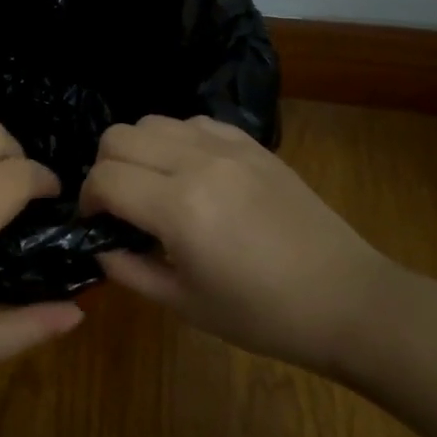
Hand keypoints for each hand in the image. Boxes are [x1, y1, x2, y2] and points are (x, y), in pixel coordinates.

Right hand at [80, 115, 393, 370]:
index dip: (87, 201)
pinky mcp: (252, 143)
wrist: (348, 300)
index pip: (104, 179)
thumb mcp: (184, 305)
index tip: (96, 224)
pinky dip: (175, 141)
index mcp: (180, 208)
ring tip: (153, 187)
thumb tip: (99, 244)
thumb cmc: (264, 316)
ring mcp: (228, 147)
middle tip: (119, 205)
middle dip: (104, 169)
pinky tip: (191, 174)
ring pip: (152, 121)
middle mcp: (198, 163)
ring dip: (138, 151)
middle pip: (118, 137)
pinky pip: (193, 122)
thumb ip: (128, 269)